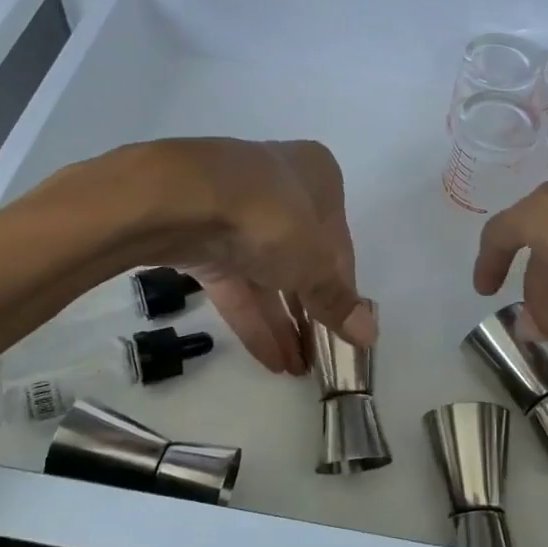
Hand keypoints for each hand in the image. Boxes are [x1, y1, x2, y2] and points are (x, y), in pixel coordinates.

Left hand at [139, 138, 374, 374]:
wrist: (177, 200)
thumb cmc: (269, 217)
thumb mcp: (314, 262)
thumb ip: (338, 301)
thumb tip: (370, 335)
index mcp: (317, 176)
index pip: (338, 242)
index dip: (342, 287)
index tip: (345, 328)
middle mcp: (279, 187)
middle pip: (300, 256)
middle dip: (310, 310)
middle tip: (321, 356)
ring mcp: (235, 212)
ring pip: (265, 273)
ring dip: (283, 323)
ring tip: (298, 370)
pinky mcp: (200, 237)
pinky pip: (235, 284)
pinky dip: (252, 319)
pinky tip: (271, 361)